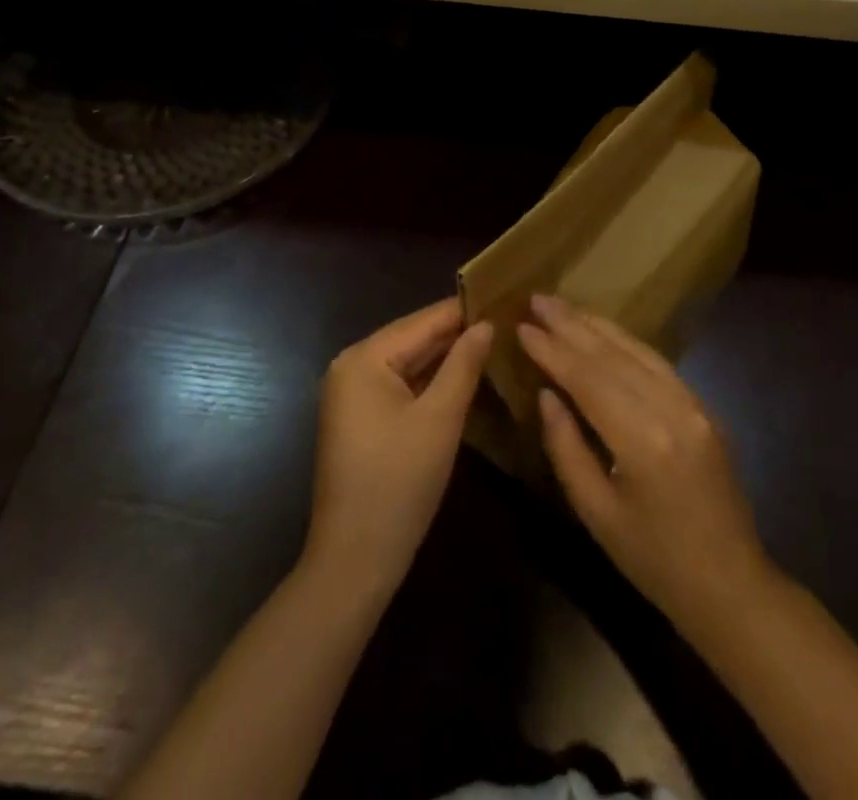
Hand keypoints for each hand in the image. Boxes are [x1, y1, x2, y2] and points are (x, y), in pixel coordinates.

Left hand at [306, 300, 493, 600]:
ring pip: (408, 362)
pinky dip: (429, 380)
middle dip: (457, 333)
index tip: (505, 296)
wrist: (354, 560)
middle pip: (413, 338)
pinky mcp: (359, 417)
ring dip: (446, 356)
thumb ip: (464, 364)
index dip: (465, 310)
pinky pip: (400, 384)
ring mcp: (352, 393)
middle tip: (506, 320)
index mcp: (364, 358)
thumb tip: (486, 324)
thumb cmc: (399, 483)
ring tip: (494, 341)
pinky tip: (463, 376)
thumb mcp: (440, 419)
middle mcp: (351, 366)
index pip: (423, 321)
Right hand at [517, 294, 768, 624]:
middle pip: (613, 354)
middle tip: (537, 298)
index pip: (588, 378)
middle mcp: (671, 408)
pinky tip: (605, 333)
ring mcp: (694, 404)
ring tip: (564, 306)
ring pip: (638, 350)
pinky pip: (659, 363)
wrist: (731, 586)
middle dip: (572, 324)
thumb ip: (566, 447)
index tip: (522, 326)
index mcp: (642, 440)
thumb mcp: (596, 513)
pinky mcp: (704, 407)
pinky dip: (626, 342)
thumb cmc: (654, 561)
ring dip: (598, 325)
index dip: (552, 349)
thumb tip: (547, 394)